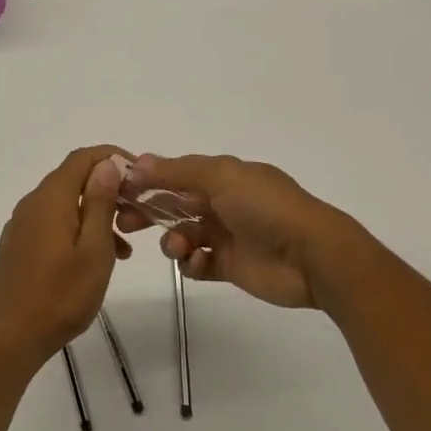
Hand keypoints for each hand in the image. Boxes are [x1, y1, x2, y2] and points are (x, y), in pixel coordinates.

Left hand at [0, 147, 132, 369]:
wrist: (7, 339)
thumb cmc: (59, 296)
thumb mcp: (93, 250)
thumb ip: (100, 204)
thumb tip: (106, 165)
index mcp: (51, 199)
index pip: (82, 158)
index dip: (111, 157)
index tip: (138, 176)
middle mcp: (32, 204)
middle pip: (73, 180)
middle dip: (107, 190)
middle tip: (136, 215)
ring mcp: (21, 226)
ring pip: (64, 206)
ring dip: (95, 216)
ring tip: (124, 249)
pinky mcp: (17, 247)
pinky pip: (52, 225)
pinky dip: (77, 231)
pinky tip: (92, 262)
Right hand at [118, 154, 380, 310]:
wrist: (312, 256)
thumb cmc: (266, 207)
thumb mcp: (222, 176)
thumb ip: (178, 171)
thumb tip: (138, 162)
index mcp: (224, 176)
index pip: (177, 174)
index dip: (148, 180)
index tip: (118, 190)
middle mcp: (224, 203)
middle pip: (175, 204)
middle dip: (149, 211)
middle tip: (124, 222)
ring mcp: (228, 236)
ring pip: (184, 234)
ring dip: (172, 240)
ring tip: (178, 247)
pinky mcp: (231, 267)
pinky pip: (199, 264)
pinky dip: (192, 263)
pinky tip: (197, 263)